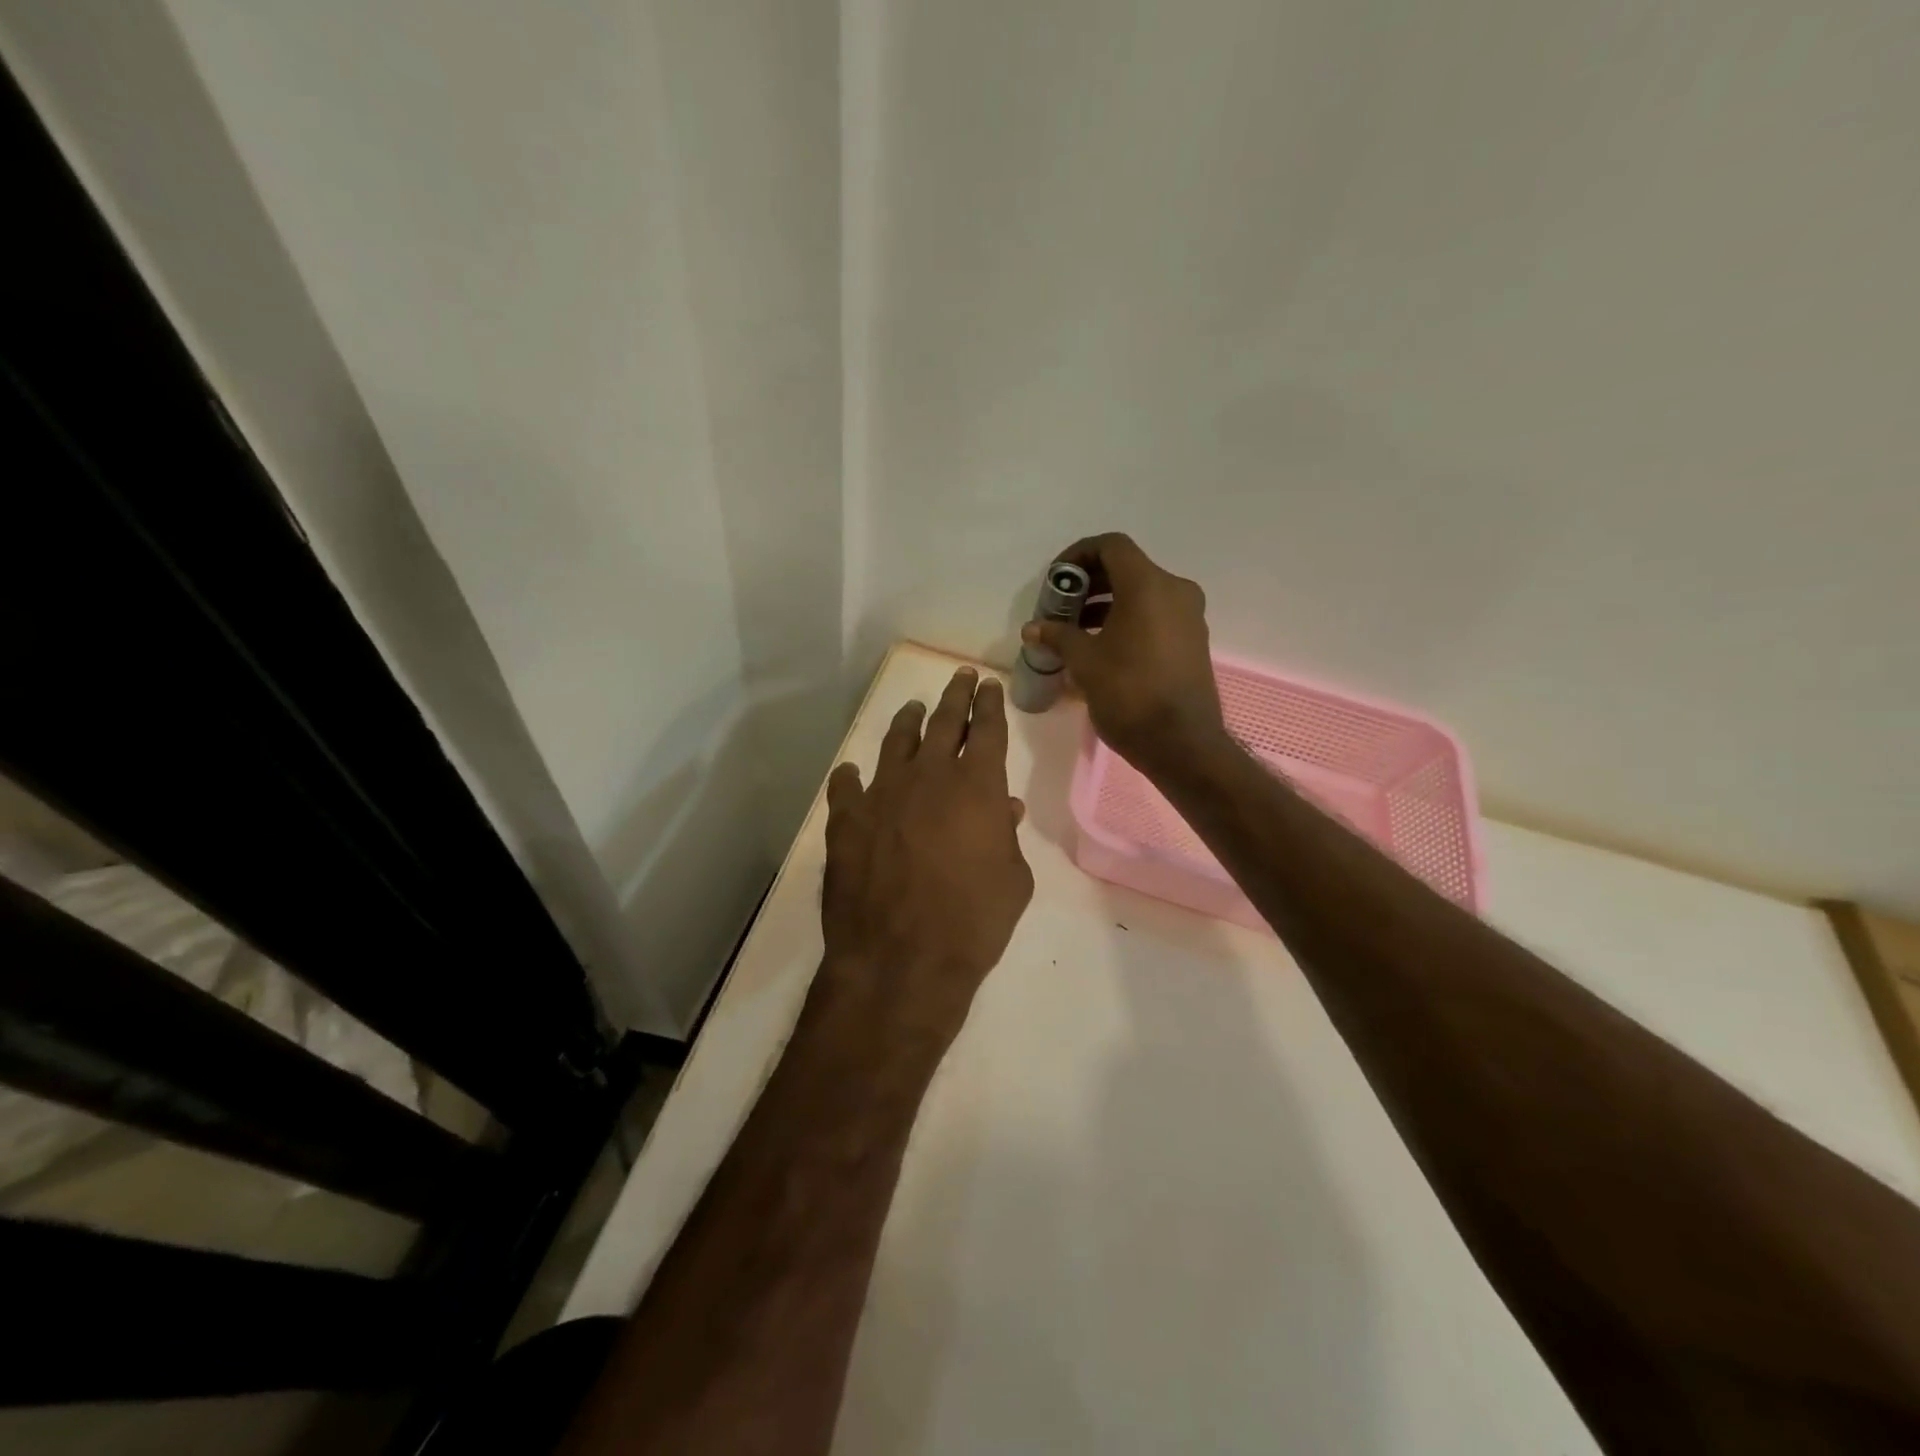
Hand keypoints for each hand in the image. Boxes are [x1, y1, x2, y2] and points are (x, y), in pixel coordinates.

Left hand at [819, 667, 1034, 1057]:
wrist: (902, 959)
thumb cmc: (974, 922)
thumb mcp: (1014, 880)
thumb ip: (1008, 836)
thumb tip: (1006, 808)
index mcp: (978, 785)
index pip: (988, 728)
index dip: (990, 703)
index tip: (989, 685)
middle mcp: (929, 776)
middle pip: (945, 721)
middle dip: (956, 696)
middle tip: (961, 677)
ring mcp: (882, 793)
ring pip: (897, 742)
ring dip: (909, 722)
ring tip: (915, 709)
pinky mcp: (846, 819)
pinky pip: (847, 786)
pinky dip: (852, 777)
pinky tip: (853, 773)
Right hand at [1022, 533, 1226, 776]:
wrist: (1182, 743)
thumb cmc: (1129, 694)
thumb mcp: (1085, 662)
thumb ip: (1058, 636)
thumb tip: (1033, 628)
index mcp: (1149, 585)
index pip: (1111, 546)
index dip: (1078, 555)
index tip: (1056, 581)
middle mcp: (1175, 591)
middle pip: (1126, 569)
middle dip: (1089, 584)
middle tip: (1060, 608)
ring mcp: (1188, 616)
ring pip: (1141, 594)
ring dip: (1106, 605)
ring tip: (1075, 632)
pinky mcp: (1192, 640)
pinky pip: (1155, 615)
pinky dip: (1126, 620)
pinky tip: (1102, 648)